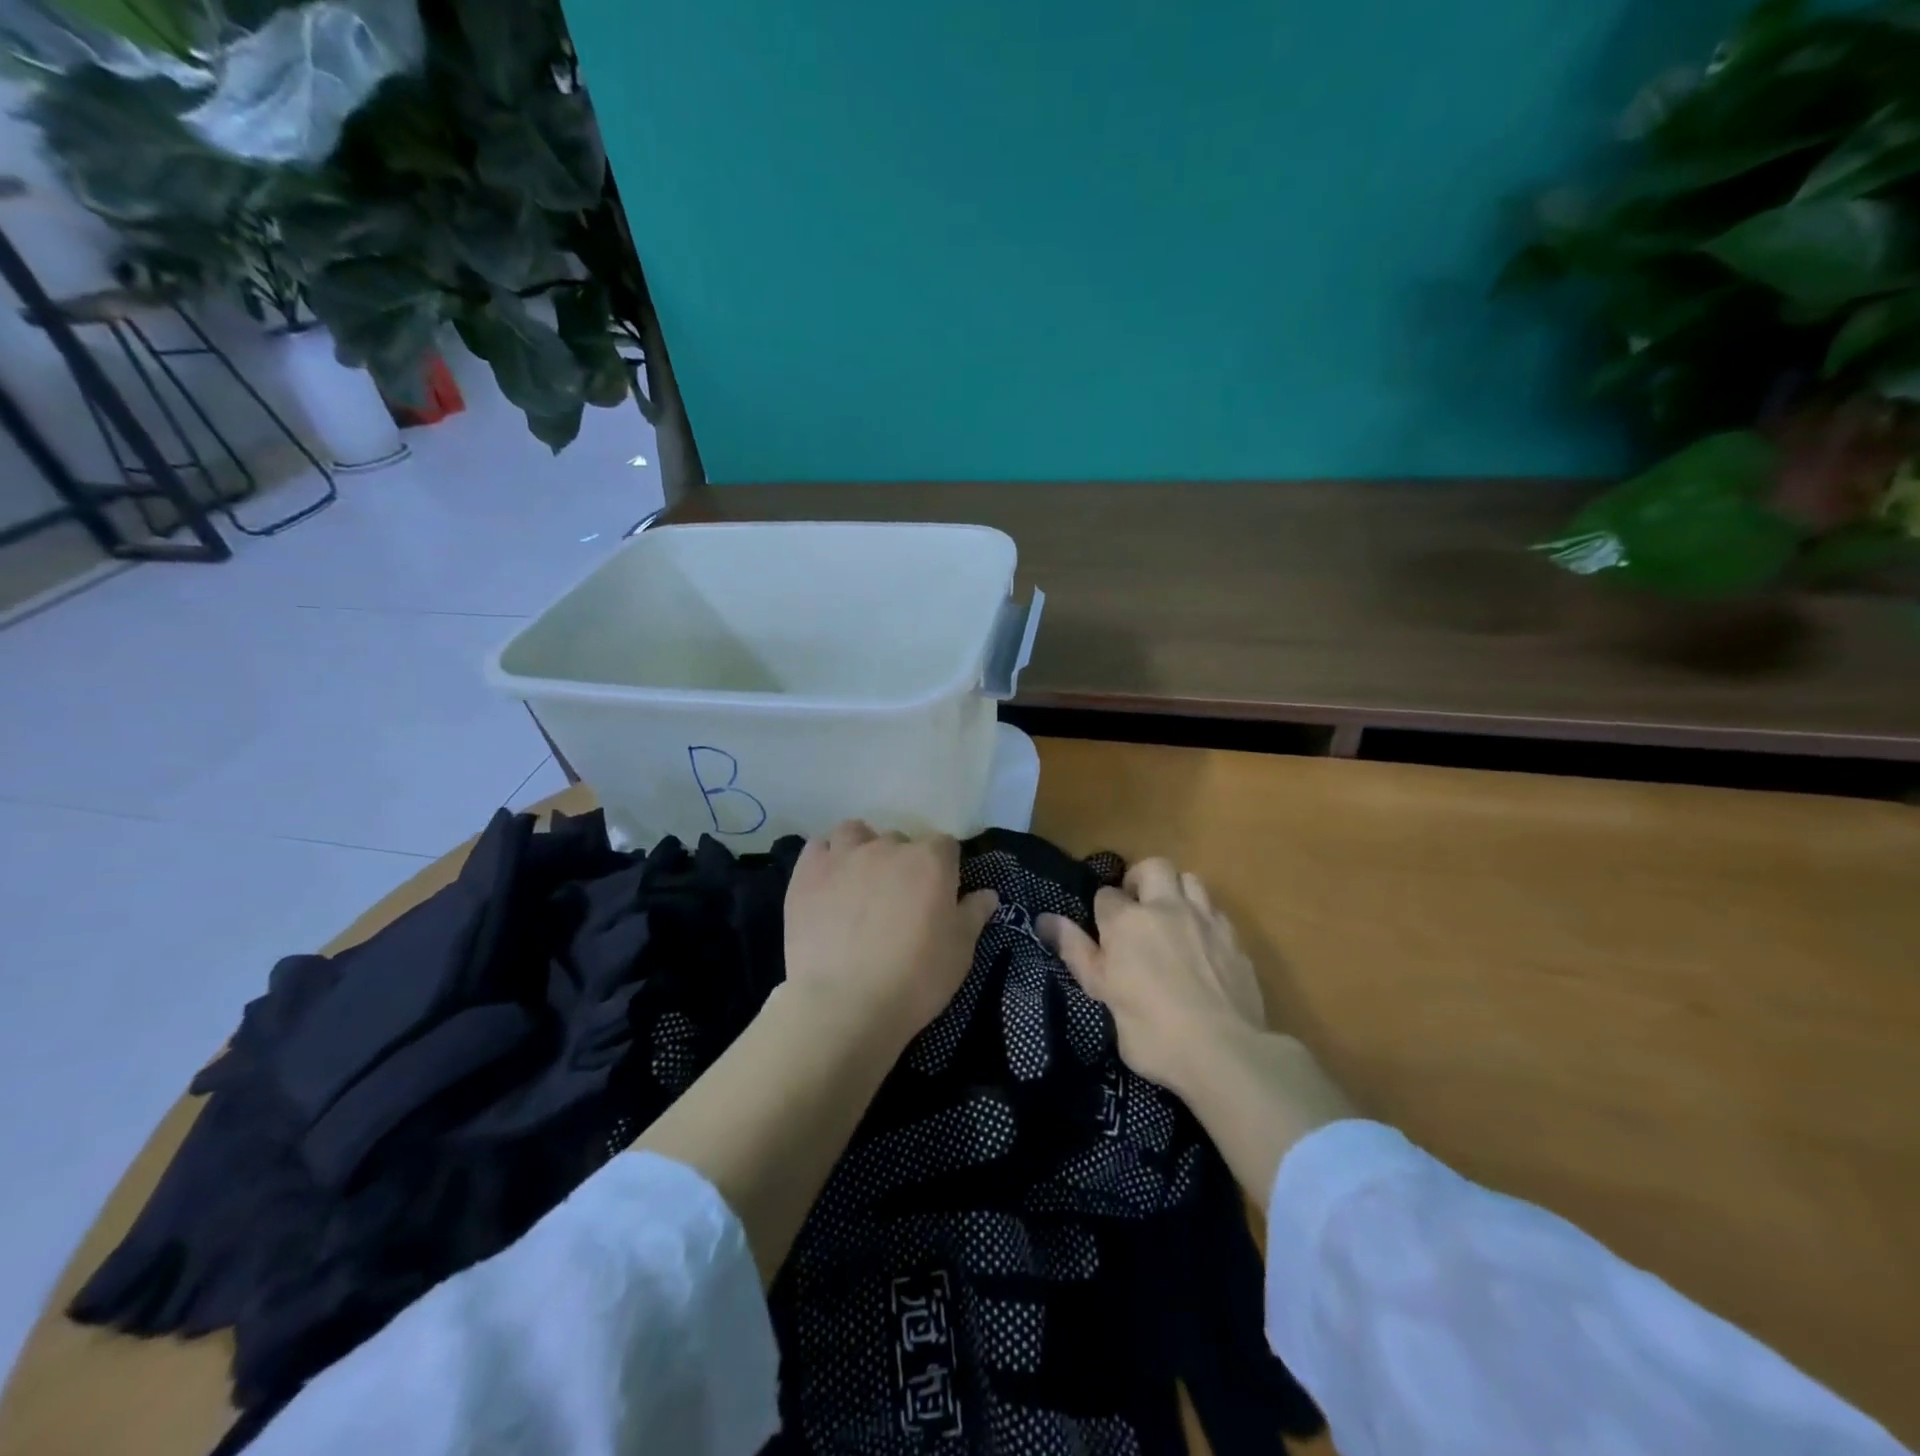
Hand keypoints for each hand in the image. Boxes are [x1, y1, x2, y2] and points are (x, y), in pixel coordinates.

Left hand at [782, 820, 999, 1052]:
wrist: (843, 1004)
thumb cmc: (914, 979)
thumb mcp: (959, 953)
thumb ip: (974, 915)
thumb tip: (988, 894)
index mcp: (931, 861)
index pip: (946, 846)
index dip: (944, 869)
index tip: (939, 896)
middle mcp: (888, 847)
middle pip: (900, 841)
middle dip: (902, 863)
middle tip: (898, 900)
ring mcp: (844, 856)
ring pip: (855, 833)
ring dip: (861, 849)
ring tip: (859, 882)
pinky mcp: (807, 872)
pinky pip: (817, 847)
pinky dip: (825, 859)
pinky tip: (827, 884)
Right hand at [1041, 859, 1356, 1201]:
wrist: (1224, 1053)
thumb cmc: (1150, 1030)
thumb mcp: (1102, 993)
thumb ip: (1075, 951)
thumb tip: (1045, 918)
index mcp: (1126, 921)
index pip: (1106, 895)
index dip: (1102, 912)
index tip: (1103, 934)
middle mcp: (1166, 908)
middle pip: (1153, 867)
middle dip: (1141, 879)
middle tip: (1137, 908)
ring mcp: (1205, 920)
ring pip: (1190, 880)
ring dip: (1177, 891)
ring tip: (1171, 920)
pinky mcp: (1235, 940)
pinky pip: (1216, 912)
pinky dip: (1204, 919)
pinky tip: (1202, 945)